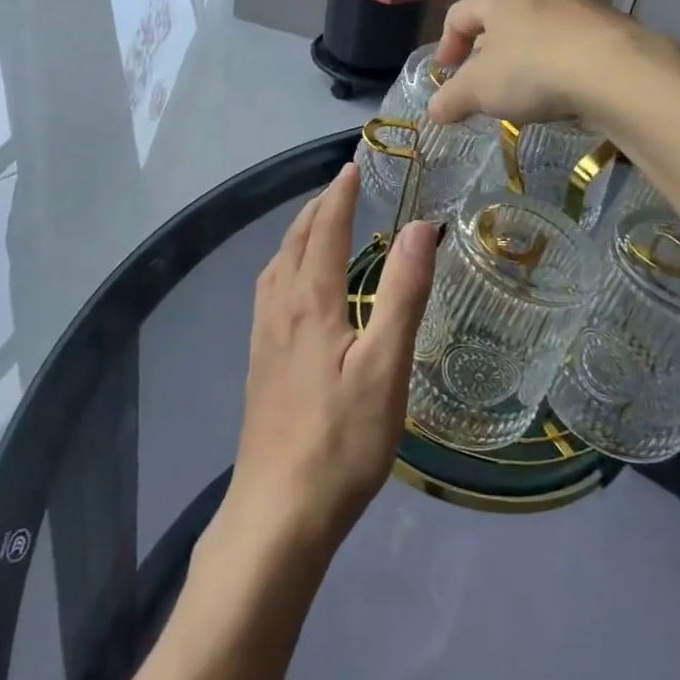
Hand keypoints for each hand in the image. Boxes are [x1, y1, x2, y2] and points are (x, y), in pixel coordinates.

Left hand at [222, 165, 437, 559]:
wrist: (278, 512)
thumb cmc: (341, 440)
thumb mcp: (386, 366)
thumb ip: (403, 293)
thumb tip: (420, 227)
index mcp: (310, 301)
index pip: (324, 229)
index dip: (339, 195)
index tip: (352, 166)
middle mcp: (279, 308)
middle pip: (294, 242)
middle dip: (317, 208)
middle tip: (340, 188)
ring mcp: (263, 337)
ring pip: (277, 266)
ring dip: (298, 235)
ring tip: (318, 226)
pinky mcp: (259, 363)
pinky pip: (270, 291)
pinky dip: (286, 266)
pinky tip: (296, 288)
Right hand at [426, 0, 679, 130]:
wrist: (617, 72)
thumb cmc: (532, 70)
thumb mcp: (479, 90)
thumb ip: (451, 99)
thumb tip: (433, 111)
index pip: (458, 15)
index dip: (446, 46)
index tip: (445, 73)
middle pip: (500, 20)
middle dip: (487, 52)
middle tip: (482, 82)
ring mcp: (577, 4)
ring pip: (537, 30)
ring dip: (524, 57)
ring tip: (523, 91)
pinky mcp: (609, 25)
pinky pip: (570, 44)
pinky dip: (558, 64)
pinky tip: (561, 91)